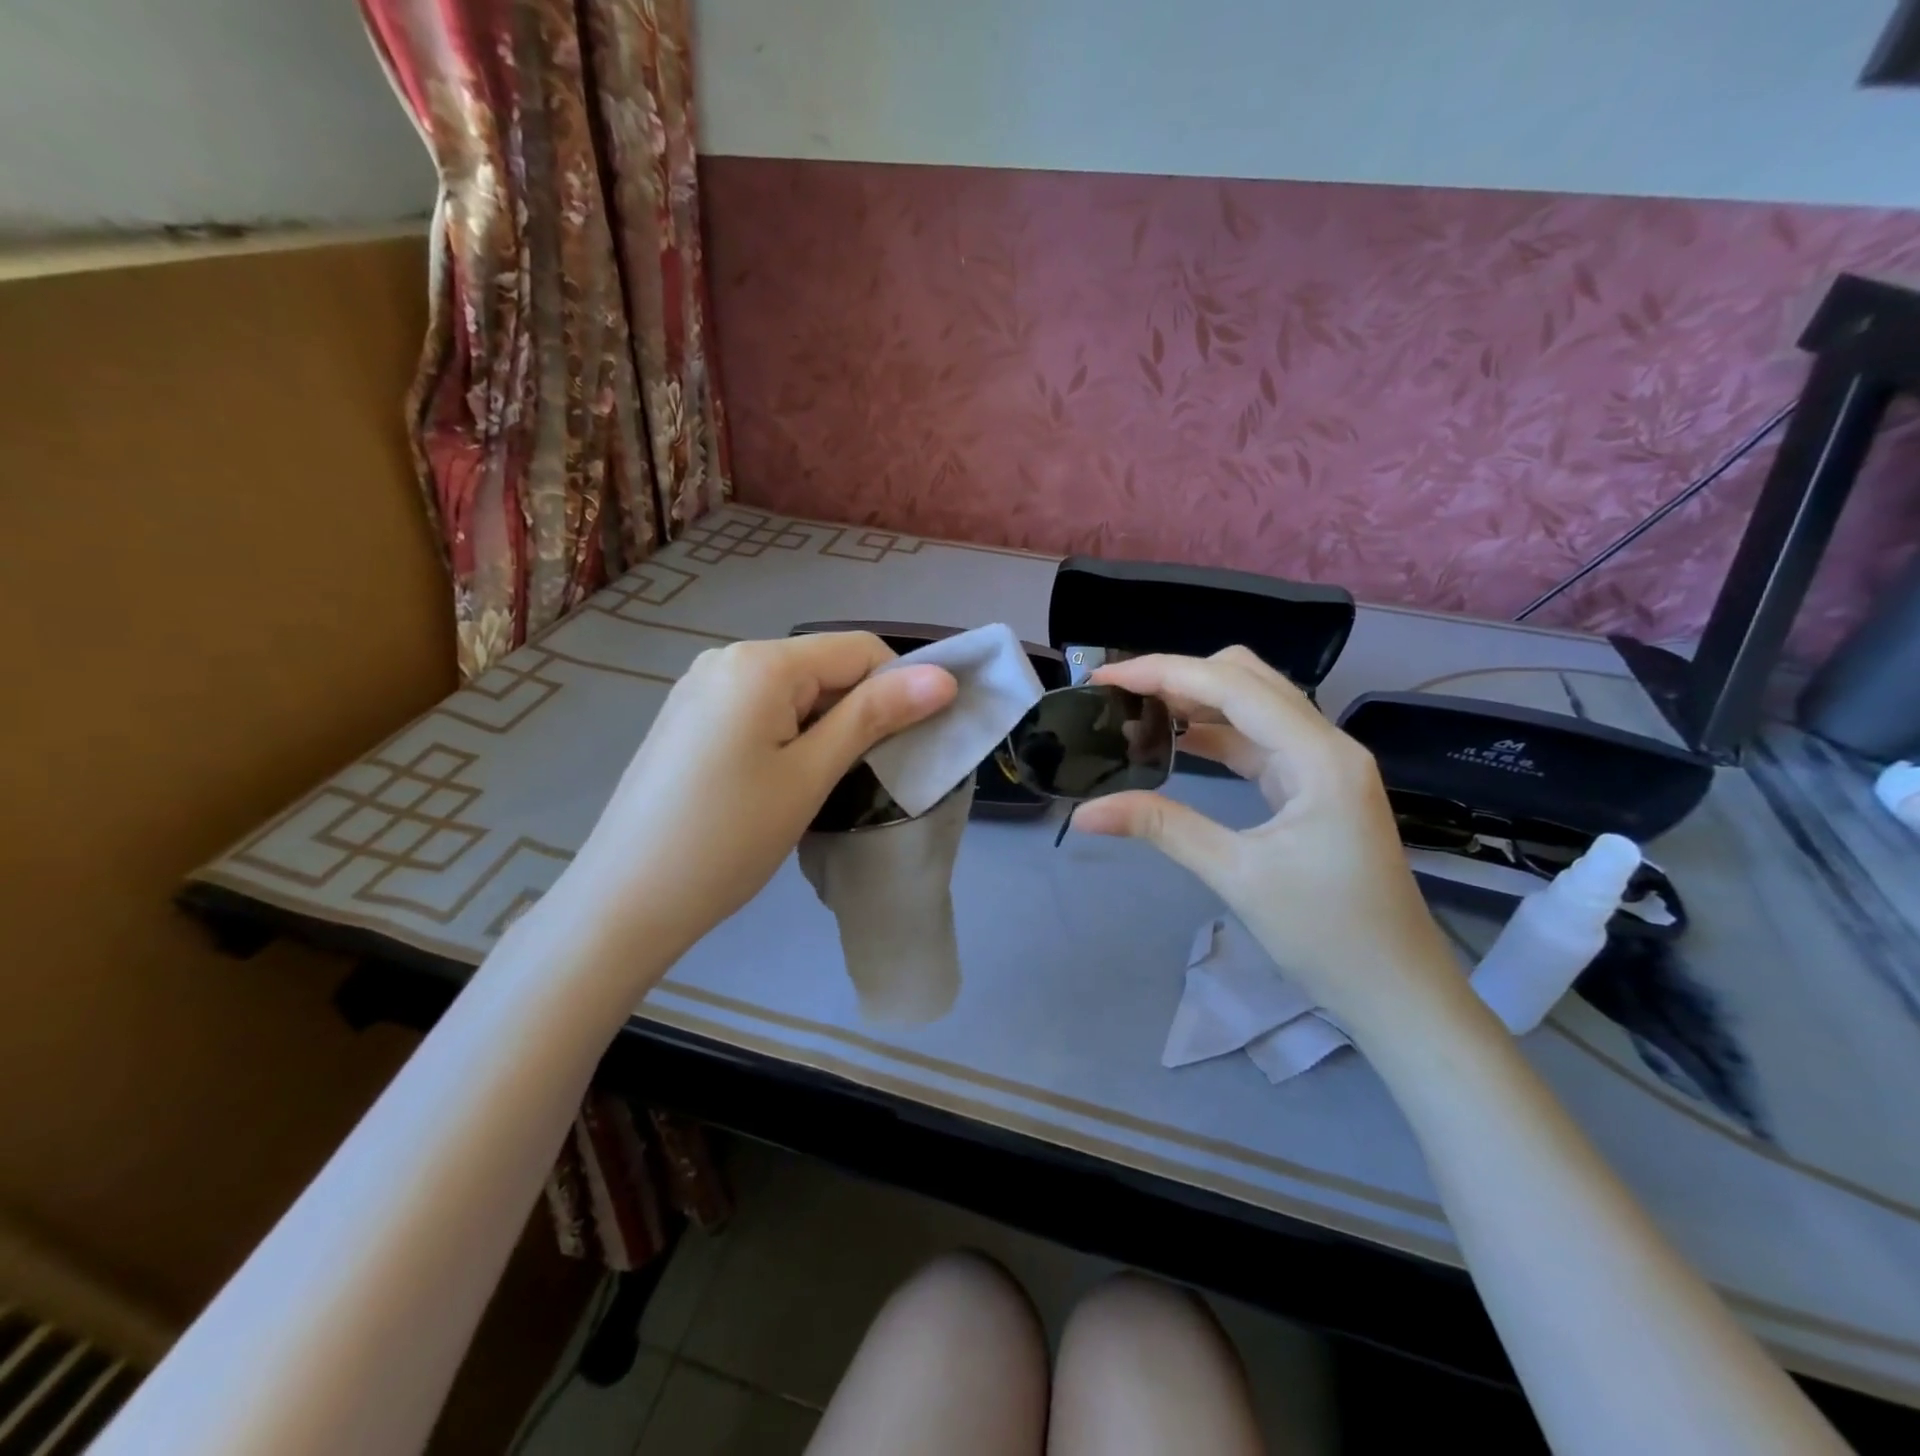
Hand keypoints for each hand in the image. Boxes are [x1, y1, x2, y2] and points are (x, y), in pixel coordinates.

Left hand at [562, 633, 956, 971]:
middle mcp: (727, 658)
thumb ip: (875, 716)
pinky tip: (779, 782)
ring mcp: (702, 688)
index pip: (859, 650)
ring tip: (821, 785)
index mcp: (760, 662)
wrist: (625, 901)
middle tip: (867, 775)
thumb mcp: (810, 775)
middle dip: (859, 711)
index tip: (911, 743)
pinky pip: (760, 708)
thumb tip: (943, 677)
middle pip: (824, 667)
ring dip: (825, 727)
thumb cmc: (728, 838)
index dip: (899, 688)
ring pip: (794, 691)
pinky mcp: (689, 718)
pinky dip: (789, 735)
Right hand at [1072, 648, 1461, 1041]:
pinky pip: (1256, 741)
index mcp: (1319, 755)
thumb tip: (1084, 812)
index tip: (1104, 676)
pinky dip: (1213, 734)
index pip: (1232, 687)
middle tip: (1119, 694)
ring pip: (1251, 706)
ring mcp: (1322, 764)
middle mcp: (1325, 744)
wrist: (1398, 990)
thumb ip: (1162, 828)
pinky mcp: (1312, 786)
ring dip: (1195, 702)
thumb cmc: (1328, 935)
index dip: (1164, 672)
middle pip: (1247, 679)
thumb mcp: (1238, 876)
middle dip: (1180, 676)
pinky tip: (1174, 742)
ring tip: (1135, 712)